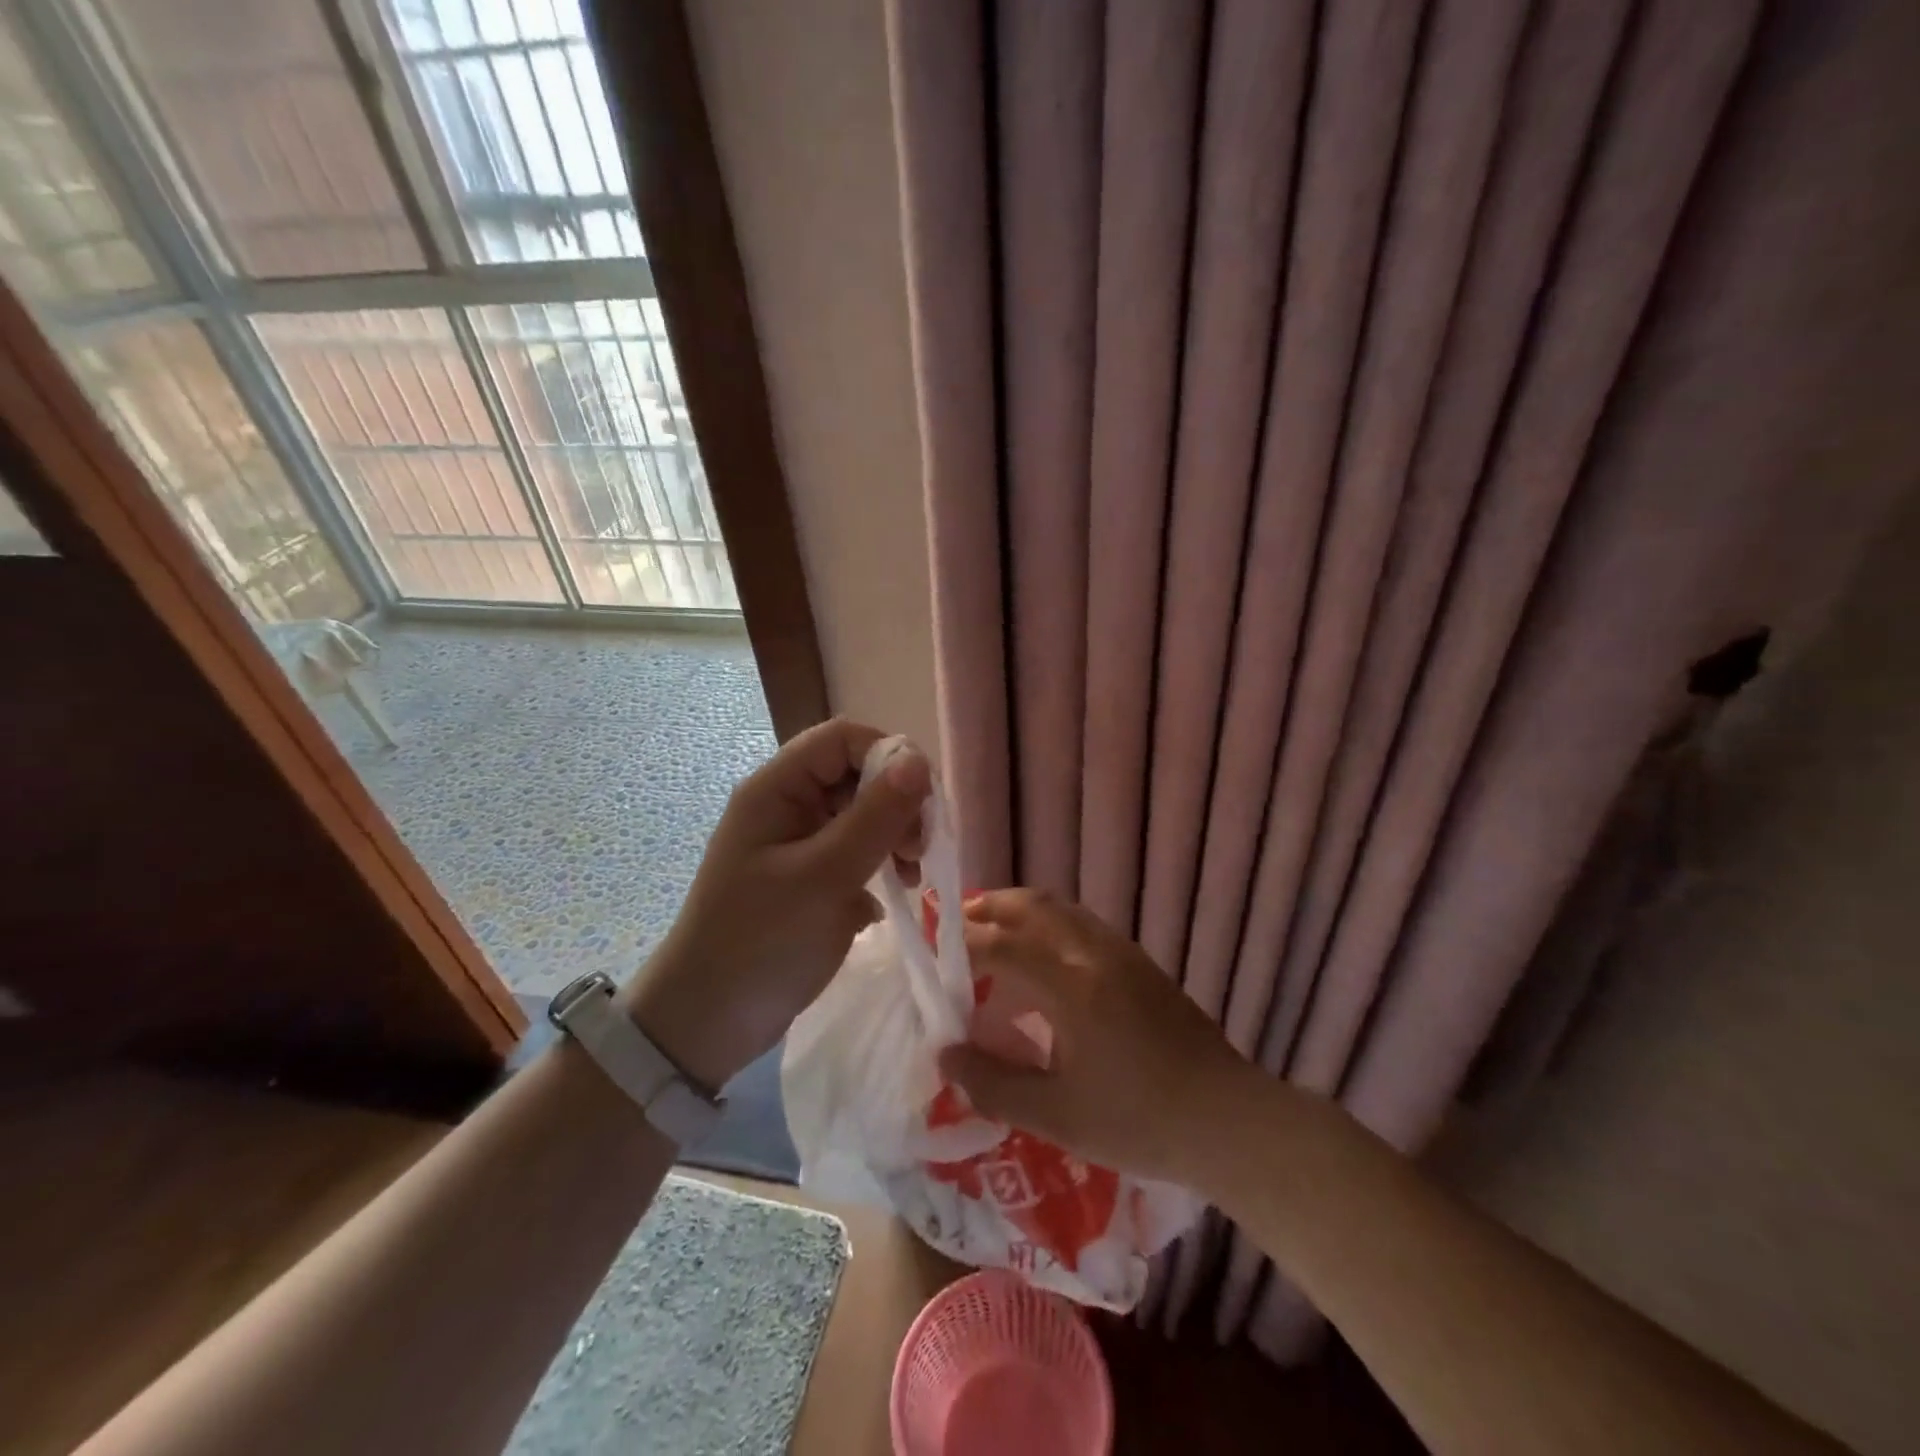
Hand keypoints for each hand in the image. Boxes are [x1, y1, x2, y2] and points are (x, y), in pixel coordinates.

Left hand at [620, 718, 930, 1090]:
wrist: (708, 1023)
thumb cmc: (760, 942)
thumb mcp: (823, 877)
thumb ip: (874, 817)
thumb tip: (919, 761)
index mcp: (776, 789)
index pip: (842, 739)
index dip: (888, 756)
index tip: (922, 802)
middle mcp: (788, 806)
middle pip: (857, 775)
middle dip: (897, 804)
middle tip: (917, 851)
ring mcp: (799, 842)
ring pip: (863, 814)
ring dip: (894, 836)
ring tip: (908, 877)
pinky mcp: (811, 876)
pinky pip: (857, 850)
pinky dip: (880, 865)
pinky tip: (888, 897)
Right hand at [939, 889, 1250, 1181]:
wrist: (1227, 1119)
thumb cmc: (1139, 1121)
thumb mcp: (1057, 1115)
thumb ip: (994, 1084)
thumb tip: (945, 1054)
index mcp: (1070, 985)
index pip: (1000, 945)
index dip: (960, 946)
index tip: (932, 957)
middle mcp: (1093, 952)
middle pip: (1030, 906)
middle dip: (986, 909)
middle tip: (954, 929)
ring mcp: (1121, 952)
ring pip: (1058, 908)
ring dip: (1018, 911)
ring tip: (990, 933)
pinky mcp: (1139, 962)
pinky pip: (1080, 922)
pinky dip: (1046, 922)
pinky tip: (1040, 956)